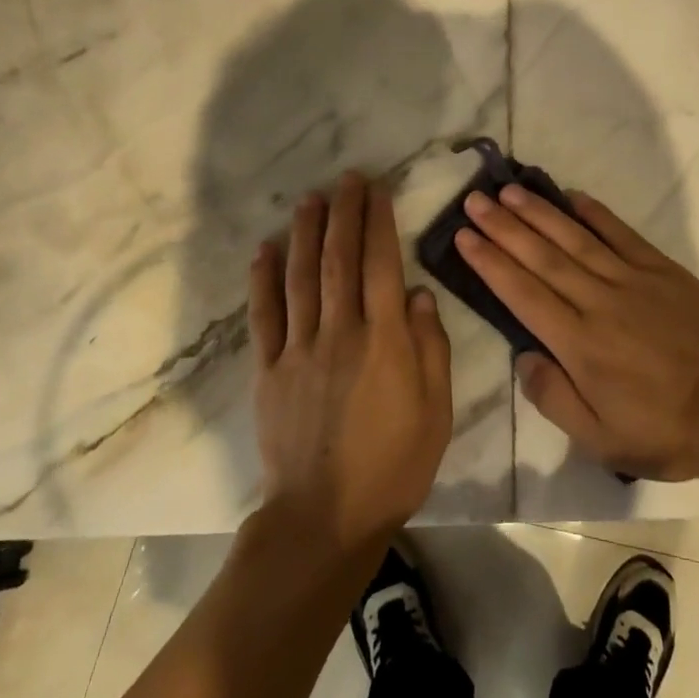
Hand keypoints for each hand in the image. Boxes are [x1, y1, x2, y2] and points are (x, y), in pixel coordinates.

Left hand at [249, 172, 452, 556]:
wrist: (326, 518)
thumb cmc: (393, 464)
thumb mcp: (436, 410)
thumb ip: (431, 347)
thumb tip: (419, 294)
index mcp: (384, 340)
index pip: (382, 264)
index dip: (379, 222)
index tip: (378, 190)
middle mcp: (340, 332)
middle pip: (339, 259)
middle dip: (343, 213)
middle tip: (346, 179)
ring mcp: (299, 349)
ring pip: (300, 277)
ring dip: (305, 233)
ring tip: (310, 199)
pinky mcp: (269, 371)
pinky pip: (264, 316)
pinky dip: (263, 280)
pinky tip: (264, 250)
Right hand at [456, 185, 698, 484]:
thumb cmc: (664, 431)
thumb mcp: (600, 439)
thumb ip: (553, 398)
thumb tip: (523, 356)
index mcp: (579, 345)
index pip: (523, 294)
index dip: (491, 262)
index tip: (464, 237)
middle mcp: (599, 303)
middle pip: (542, 257)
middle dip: (503, 227)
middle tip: (474, 201)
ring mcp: (633, 281)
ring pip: (576, 239)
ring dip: (540, 213)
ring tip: (509, 191)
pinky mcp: (663, 270)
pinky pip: (623, 234)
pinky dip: (596, 214)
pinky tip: (572, 196)